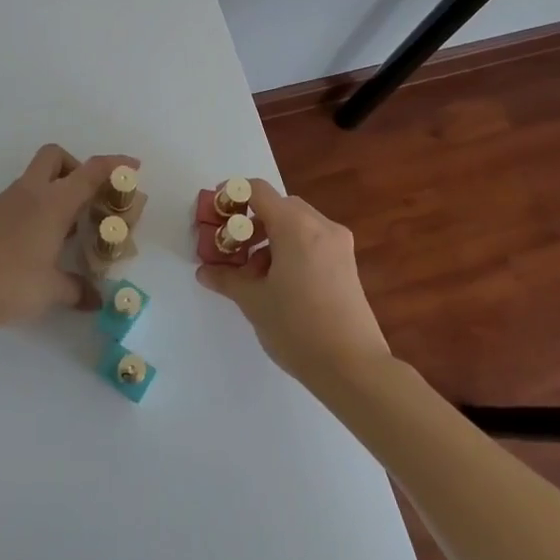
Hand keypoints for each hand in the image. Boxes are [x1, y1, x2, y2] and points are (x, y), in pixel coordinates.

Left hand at [0, 144, 139, 332]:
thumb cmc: (10, 282)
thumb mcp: (51, 290)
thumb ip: (77, 290)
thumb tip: (97, 301)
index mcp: (52, 202)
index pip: (89, 172)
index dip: (114, 165)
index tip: (132, 167)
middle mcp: (30, 193)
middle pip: (55, 157)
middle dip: (76, 168)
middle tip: (88, 198)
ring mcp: (5, 202)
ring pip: (36, 179)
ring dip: (56, 191)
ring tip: (68, 229)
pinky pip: (21, 199)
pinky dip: (37, 208)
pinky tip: (39, 242)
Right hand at [195, 178, 389, 381]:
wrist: (354, 368)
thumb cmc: (297, 327)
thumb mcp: (253, 301)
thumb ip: (226, 278)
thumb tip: (205, 271)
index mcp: (296, 226)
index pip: (257, 191)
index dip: (231, 195)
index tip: (214, 214)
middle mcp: (320, 226)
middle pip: (278, 205)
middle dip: (249, 221)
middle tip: (229, 247)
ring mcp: (338, 245)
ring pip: (296, 224)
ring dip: (269, 237)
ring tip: (251, 272)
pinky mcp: (347, 264)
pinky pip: (312, 241)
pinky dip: (289, 248)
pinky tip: (277, 282)